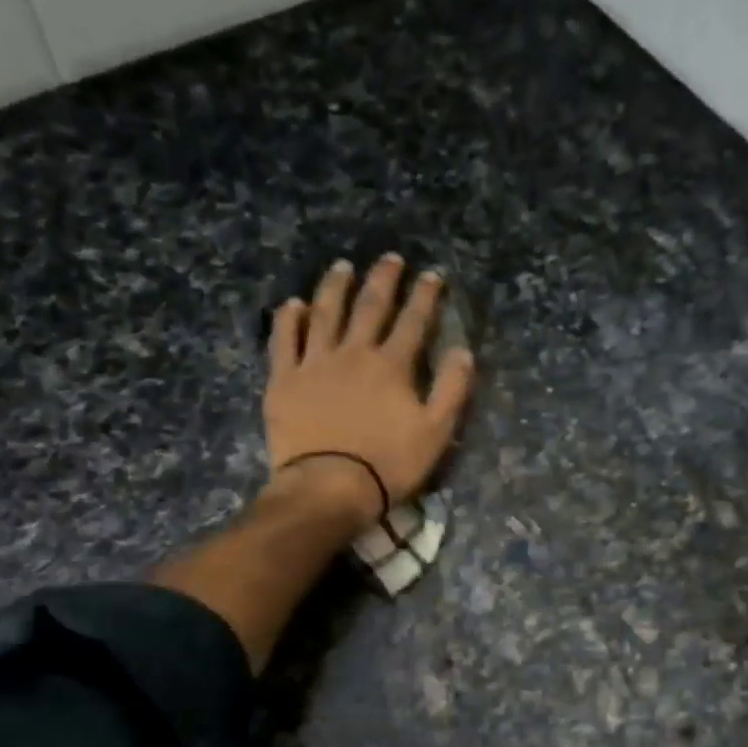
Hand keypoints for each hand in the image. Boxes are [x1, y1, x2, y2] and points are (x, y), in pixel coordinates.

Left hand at [264, 254, 474, 520]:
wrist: (329, 488)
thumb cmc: (388, 464)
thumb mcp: (436, 433)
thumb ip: (452, 389)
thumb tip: (462, 351)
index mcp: (392, 365)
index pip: (413, 320)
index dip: (425, 296)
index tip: (432, 275)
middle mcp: (353, 353)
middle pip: (370, 306)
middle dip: (383, 279)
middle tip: (390, 259)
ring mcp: (314, 363)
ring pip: (325, 313)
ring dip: (335, 287)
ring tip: (342, 267)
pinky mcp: (284, 381)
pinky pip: (284, 341)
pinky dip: (289, 319)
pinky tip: (293, 304)